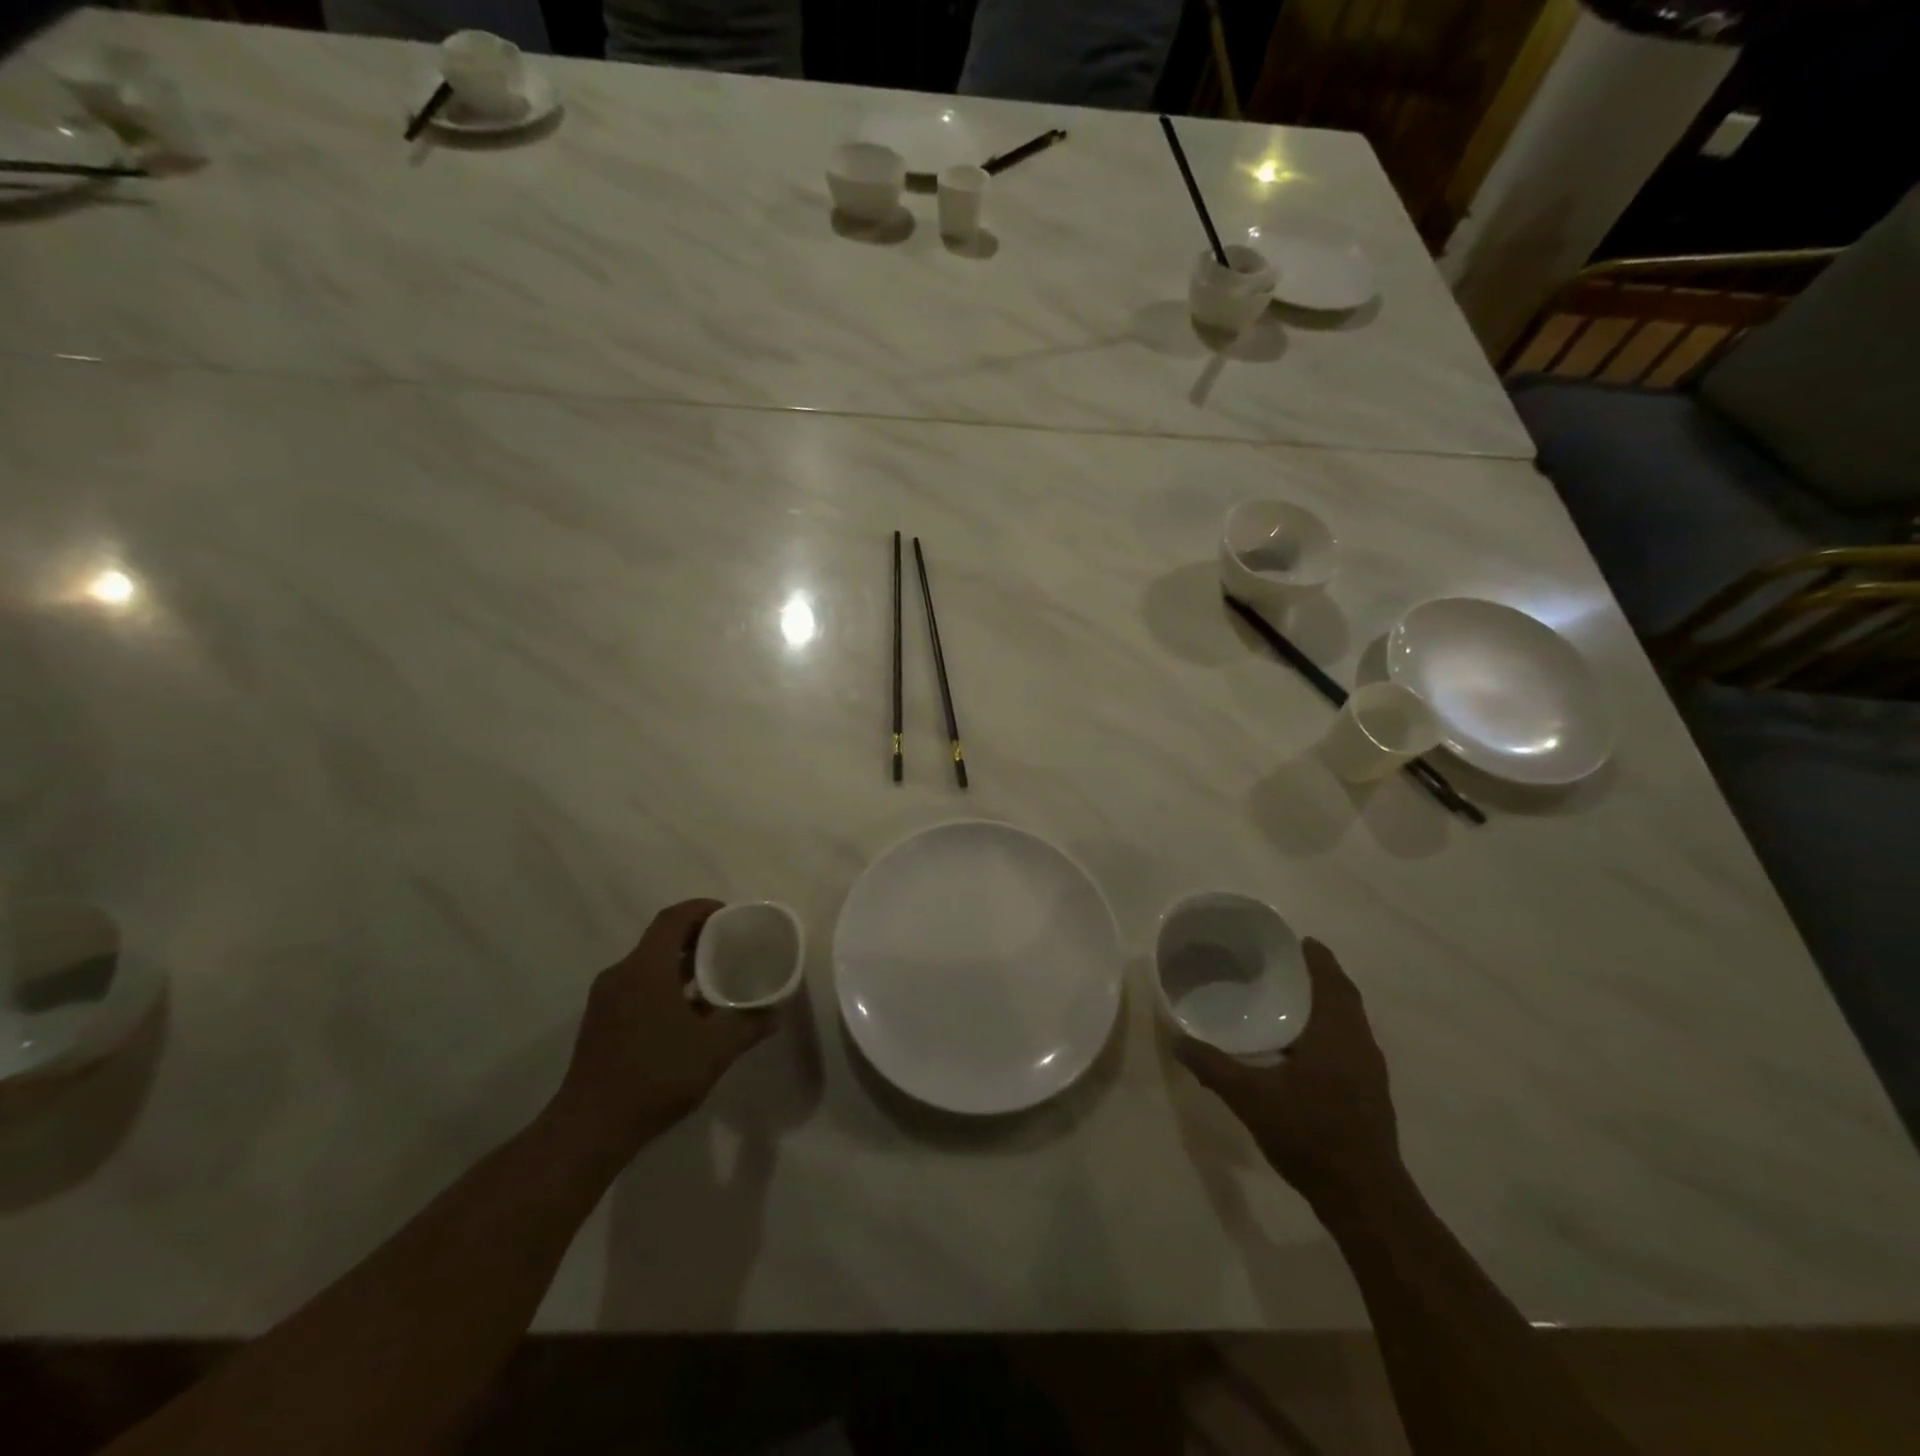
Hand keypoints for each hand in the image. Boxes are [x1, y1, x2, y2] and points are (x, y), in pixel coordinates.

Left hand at [554, 899, 772, 1158]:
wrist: (589, 1129)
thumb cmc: (655, 1076)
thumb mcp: (714, 1050)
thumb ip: (748, 1026)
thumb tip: (775, 1014)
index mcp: (646, 968)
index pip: (674, 918)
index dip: (703, 909)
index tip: (732, 916)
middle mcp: (621, 974)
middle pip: (661, 939)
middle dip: (697, 937)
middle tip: (731, 946)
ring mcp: (606, 1000)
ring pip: (649, 965)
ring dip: (681, 965)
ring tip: (716, 979)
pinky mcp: (600, 1023)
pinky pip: (638, 987)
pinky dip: (665, 986)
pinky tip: (688, 1014)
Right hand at [1177, 939, 1399, 1200]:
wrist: (1364, 1199)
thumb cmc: (1310, 1134)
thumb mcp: (1250, 1097)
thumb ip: (1213, 1065)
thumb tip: (1176, 1038)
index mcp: (1338, 1033)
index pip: (1331, 979)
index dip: (1317, 956)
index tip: (1295, 940)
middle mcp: (1360, 1045)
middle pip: (1343, 998)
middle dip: (1318, 978)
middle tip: (1282, 966)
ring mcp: (1370, 1073)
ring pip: (1348, 1024)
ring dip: (1325, 1006)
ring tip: (1287, 1001)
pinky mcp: (1370, 1096)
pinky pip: (1349, 1046)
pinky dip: (1327, 1033)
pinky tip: (1300, 1049)